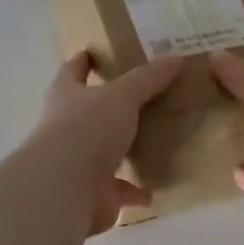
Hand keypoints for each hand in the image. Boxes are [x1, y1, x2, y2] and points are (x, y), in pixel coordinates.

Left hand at [30, 53, 183, 234]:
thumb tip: (177, 57)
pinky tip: (153, 188)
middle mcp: (66, 126)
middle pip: (89, 111)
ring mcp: (77, 162)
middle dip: (110, 107)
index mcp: (66, 95)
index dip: (84, 60)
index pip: (73, 70)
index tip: (96, 52)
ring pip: (104, 151)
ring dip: (123, 150)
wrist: (65, 188)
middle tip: (141, 98)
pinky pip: (118, 189)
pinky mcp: (92, 192)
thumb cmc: (87, 128)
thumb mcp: (123, 95)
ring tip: (152, 143)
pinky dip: (133, 189)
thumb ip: (149, 78)